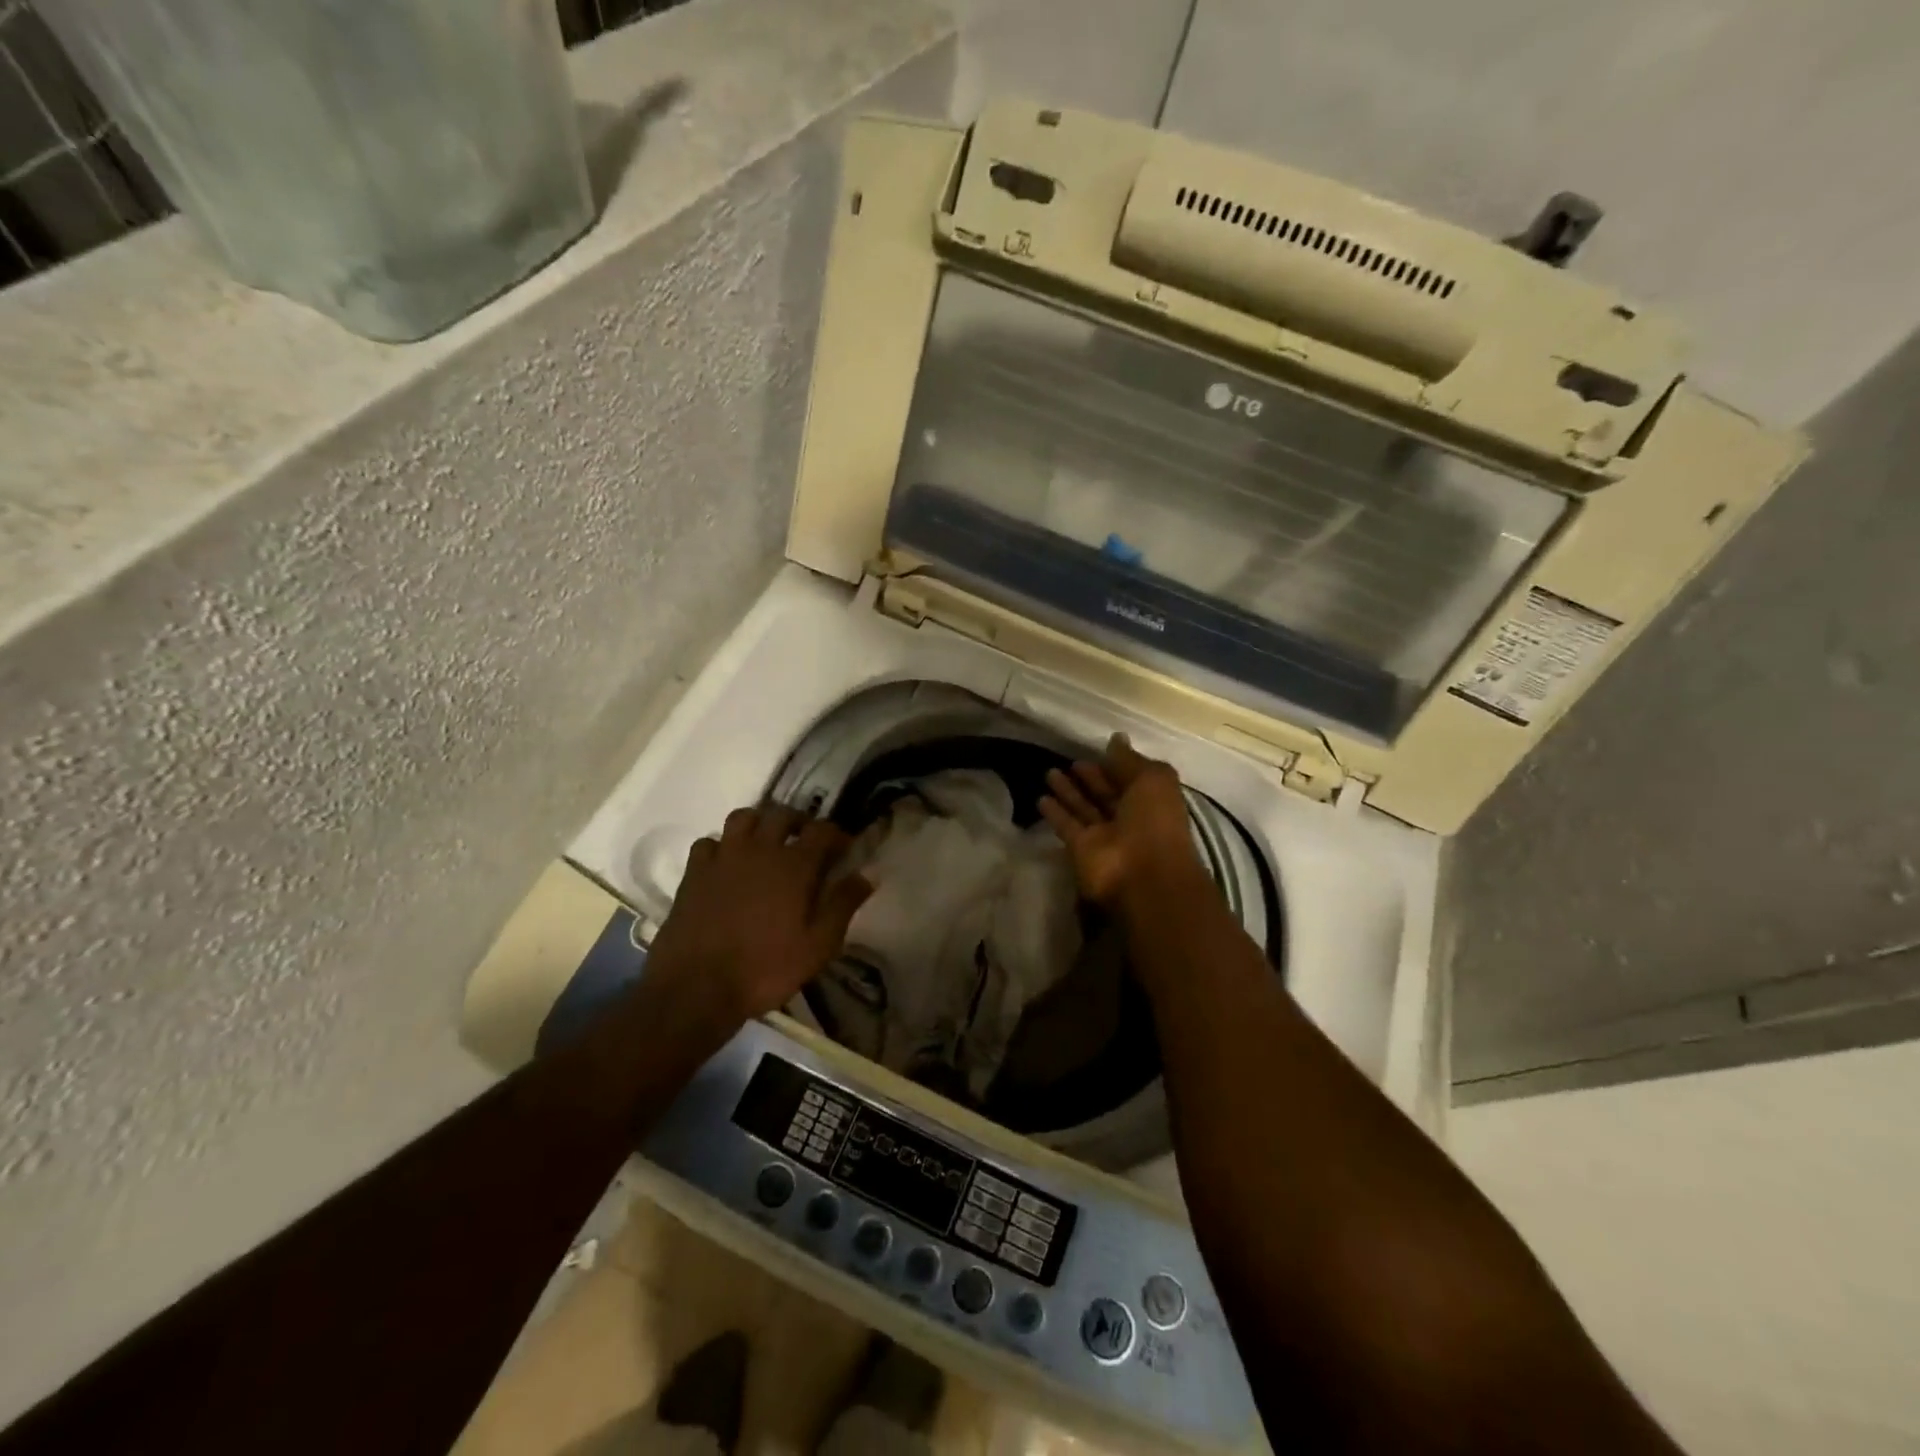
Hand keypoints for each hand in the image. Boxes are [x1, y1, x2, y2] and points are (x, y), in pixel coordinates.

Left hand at [646, 804, 872, 1023]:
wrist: (696, 989)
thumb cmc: (765, 969)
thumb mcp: (818, 946)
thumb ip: (843, 905)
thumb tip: (867, 874)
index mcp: (794, 865)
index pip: (822, 830)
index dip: (837, 835)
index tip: (844, 848)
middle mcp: (759, 850)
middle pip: (782, 814)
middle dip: (800, 822)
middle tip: (806, 841)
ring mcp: (723, 857)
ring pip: (743, 817)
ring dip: (760, 823)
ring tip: (766, 843)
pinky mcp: (694, 872)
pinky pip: (709, 842)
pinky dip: (722, 846)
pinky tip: (726, 864)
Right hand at [1039, 735, 1209, 912]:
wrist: (1143, 875)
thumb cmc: (1154, 822)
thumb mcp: (1152, 780)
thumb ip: (1129, 760)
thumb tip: (1116, 738)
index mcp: (1151, 800)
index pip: (1130, 778)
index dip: (1114, 765)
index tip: (1095, 750)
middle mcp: (1128, 817)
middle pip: (1105, 794)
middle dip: (1089, 778)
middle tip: (1069, 762)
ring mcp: (1104, 835)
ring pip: (1083, 809)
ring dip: (1068, 792)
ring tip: (1049, 772)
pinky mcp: (1081, 848)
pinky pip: (1067, 826)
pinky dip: (1055, 813)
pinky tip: (1041, 798)